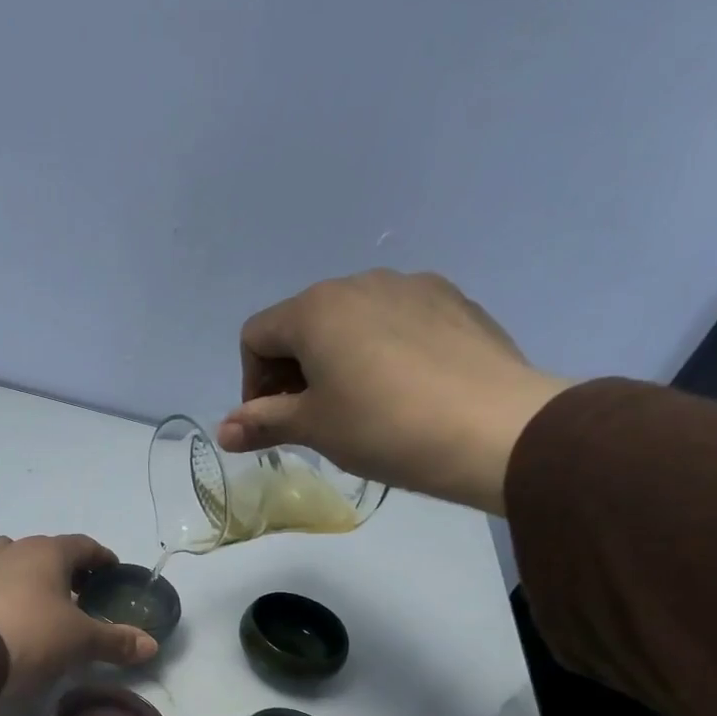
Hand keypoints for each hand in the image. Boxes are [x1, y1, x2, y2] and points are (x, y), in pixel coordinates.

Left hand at [0, 534, 157, 689]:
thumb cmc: (33, 634)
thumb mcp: (81, 640)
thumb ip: (116, 640)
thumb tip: (151, 646)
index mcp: (48, 551)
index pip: (83, 545)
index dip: (102, 558)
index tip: (112, 573)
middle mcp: (15, 550)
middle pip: (49, 551)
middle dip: (68, 568)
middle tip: (83, 593)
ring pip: (17, 562)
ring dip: (34, 576)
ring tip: (47, 604)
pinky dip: (11, 593)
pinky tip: (17, 618)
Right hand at [218, 271, 573, 514]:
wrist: (493, 428)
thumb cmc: (383, 427)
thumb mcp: (313, 428)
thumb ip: (262, 423)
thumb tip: (223, 432)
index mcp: (315, 309)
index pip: (256, 336)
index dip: (252, 383)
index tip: (273, 422)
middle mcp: (359, 283)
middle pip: (301, 323)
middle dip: (292, 370)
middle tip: (311, 418)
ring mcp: (411, 286)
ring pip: (350, 320)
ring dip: (335, 359)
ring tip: (358, 405)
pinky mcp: (452, 300)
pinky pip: (395, 321)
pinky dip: (380, 351)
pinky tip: (402, 390)